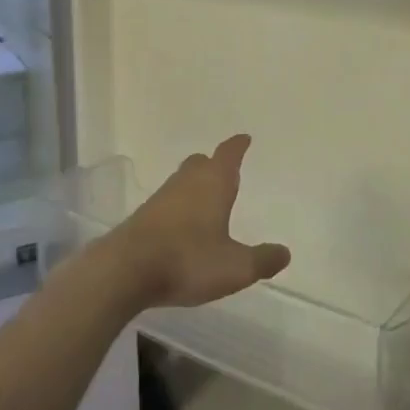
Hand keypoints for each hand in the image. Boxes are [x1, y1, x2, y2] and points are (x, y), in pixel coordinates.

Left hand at [97, 135, 290, 308]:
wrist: (125, 270)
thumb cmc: (188, 260)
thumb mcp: (235, 267)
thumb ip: (262, 259)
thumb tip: (284, 252)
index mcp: (213, 184)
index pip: (228, 155)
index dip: (238, 146)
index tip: (244, 138)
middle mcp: (186, 183)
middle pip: (201, 163)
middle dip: (213, 164)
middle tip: (225, 169)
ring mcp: (160, 198)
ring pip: (182, 181)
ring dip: (194, 186)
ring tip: (206, 199)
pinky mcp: (143, 217)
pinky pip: (167, 202)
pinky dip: (179, 206)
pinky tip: (182, 226)